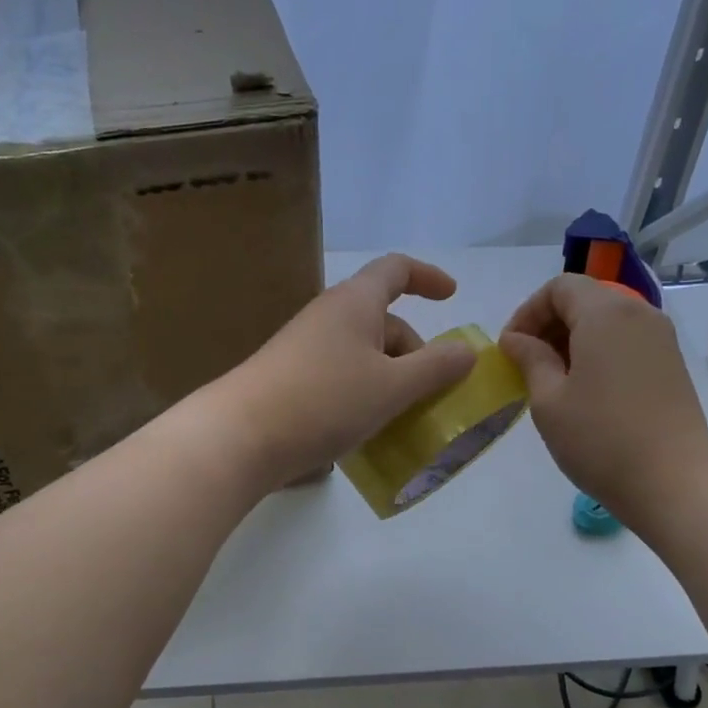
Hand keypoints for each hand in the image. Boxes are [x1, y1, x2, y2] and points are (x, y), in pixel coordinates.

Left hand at [214, 254, 477, 488]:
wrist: (240, 437)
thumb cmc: (325, 400)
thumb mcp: (393, 386)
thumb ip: (436, 367)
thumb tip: (466, 351)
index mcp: (355, 303)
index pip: (395, 270)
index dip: (427, 277)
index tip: (452, 296)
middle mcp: (328, 318)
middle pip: (384, 321)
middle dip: (415, 352)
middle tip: (432, 395)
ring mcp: (306, 350)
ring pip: (363, 355)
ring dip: (391, 380)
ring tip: (404, 420)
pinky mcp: (291, 381)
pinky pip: (341, 378)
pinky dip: (364, 396)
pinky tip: (368, 431)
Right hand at [500, 275, 707, 526]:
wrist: (673, 481)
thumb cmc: (600, 438)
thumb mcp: (549, 400)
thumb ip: (530, 359)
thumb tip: (516, 339)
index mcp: (605, 313)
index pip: (559, 287)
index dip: (527, 312)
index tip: (511, 349)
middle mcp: (638, 313)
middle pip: (585, 298)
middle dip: (549, 323)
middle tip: (526, 364)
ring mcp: (661, 337)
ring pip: (607, 319)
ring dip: (573, 339)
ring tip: (553, 379)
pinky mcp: (671, 362)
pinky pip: (626, 340)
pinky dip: (599, 351)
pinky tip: (586, 389)